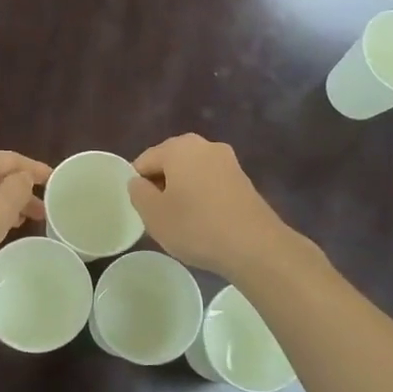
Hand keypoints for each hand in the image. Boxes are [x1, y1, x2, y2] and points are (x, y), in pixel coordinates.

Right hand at [127, 135, 298, 282]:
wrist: (254, 245)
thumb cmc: (196, 227)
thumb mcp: (154, 214)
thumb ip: (138, 193)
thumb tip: (138, 182)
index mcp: (178, 147)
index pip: (144, 161)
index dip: (138, 185)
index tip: (143, 210)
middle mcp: (204, 145)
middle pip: (170, 162)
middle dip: (162, 185)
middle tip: (160, 216)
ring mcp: (228, 161)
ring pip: (192, 173)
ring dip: (183, 192)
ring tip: (183, 221)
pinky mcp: (243, 179)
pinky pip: (211, 183)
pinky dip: (203, 197)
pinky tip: (205, 221)